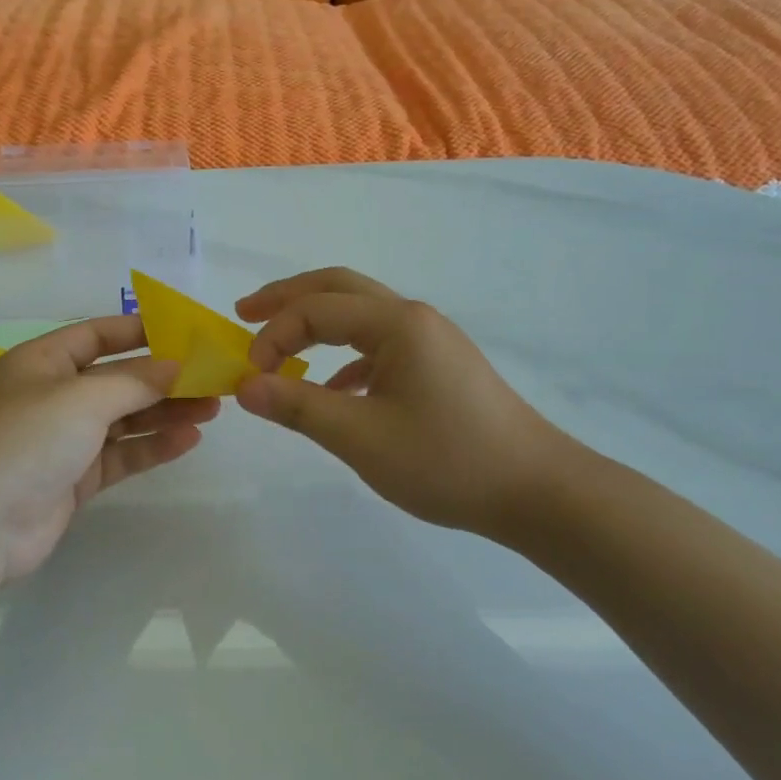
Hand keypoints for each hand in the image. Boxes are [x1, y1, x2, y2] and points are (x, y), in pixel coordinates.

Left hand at [0, 316, 219, 585]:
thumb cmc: (26, 442)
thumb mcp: (82, 399)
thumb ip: (135, 381)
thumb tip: (177, 365)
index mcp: (42, 362)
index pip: (96, 335)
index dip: (138, 330)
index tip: (184, 332)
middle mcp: (52, 395)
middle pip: (116, 379)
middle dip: (163, 378)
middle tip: (212, 378)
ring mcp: (63, 439)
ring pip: (123, 418)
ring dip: (164, 412)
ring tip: (212, 408)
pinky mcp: (74, 478)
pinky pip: (120, 454)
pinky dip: (151, 447)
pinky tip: (188, 440)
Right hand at [235, 268, 580, 542]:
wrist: (536, 491)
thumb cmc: (447, 460)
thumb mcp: (361, 437)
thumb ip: (298, 407)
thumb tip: (243, 387)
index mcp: (397, 323)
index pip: (315, 310)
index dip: (274, 336)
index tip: (249, 377)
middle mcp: (413, 318)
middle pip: (338, 288)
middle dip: (287, 298)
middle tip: (244, 312)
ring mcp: (430, 340)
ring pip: (360, 314)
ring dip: (315, 322)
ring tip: (277, 343)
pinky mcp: (439, 366)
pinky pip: (379, 345)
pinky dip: (344, 354)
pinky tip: (333, 387)